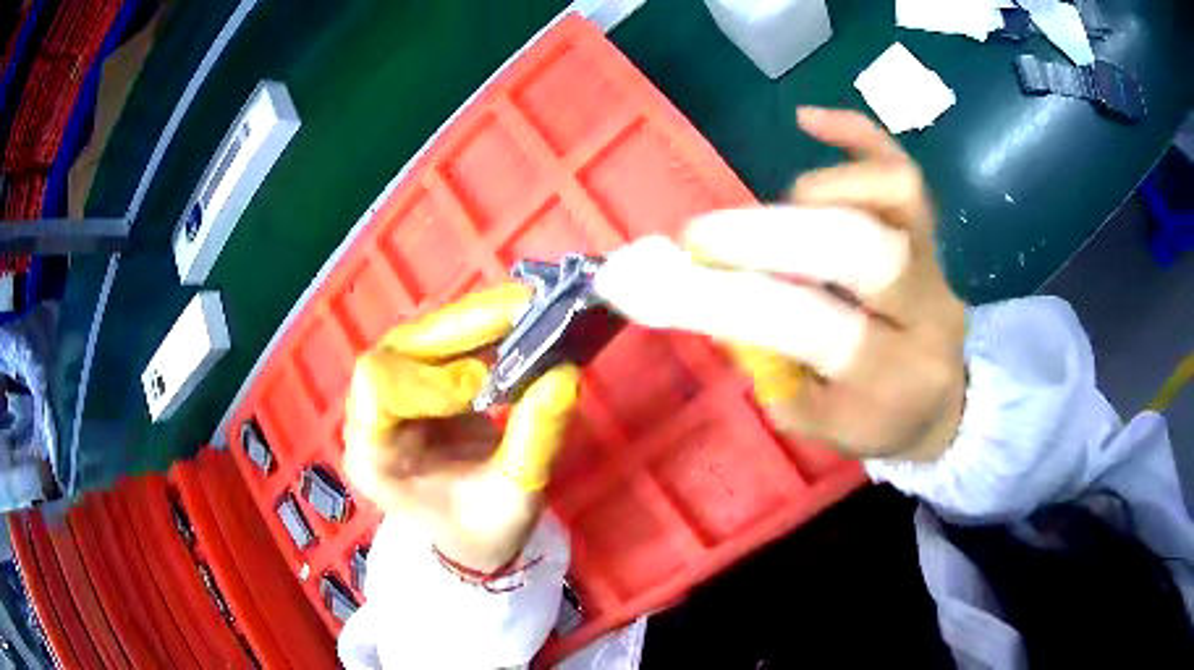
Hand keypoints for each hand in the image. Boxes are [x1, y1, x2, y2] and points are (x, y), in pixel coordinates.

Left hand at [342, 284, 579, 570]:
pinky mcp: (416, 385)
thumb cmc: (483, 531)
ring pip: (419, 337)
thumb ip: (535, 439)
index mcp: (374, 457)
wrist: (473, 539)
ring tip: (524, 311)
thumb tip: (564, 374)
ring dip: (472, 322)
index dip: (430, 378)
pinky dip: (478, 331)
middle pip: (398, 350)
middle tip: (522, 311)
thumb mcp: (515, 498)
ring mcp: (390, 397)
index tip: (484, 386)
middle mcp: (370, 419)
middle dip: (459, 329)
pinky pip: (439, 344)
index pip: (378, 388)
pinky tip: (514, 323)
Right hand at [596, 107, 965, 461]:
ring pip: (894, 195)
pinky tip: (807, 120)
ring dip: (818, 190)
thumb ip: (774, 372)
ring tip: (776, 211)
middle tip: (705, 234)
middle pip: (859, 248)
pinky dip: (856, 133)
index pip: (813, 326)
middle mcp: (926, 309)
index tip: (672, 276)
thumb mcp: (821, 424)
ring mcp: (936, 260)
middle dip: (770, 233)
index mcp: (894, 376)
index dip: (737, 297)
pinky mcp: (932, 230)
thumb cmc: (879, 418)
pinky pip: (902, 166)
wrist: (943, 399)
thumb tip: (717, 302)